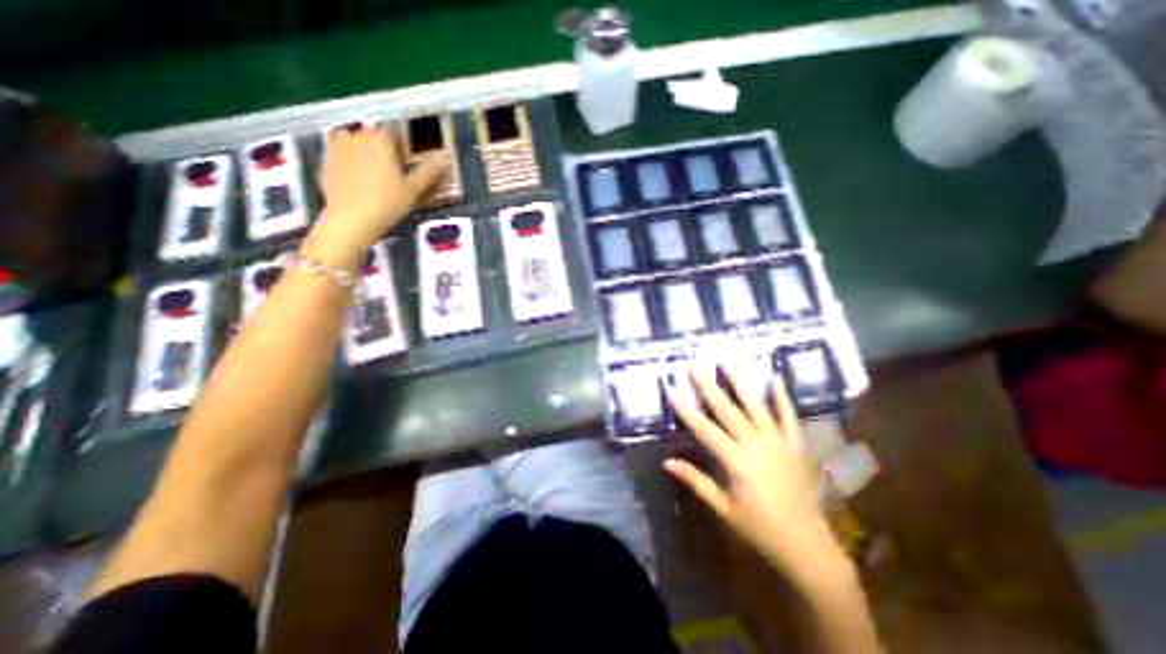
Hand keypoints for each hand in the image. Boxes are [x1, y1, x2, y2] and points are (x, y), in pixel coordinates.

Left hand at [303, 126, 443, 267]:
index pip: (393, 132)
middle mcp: (356, 137)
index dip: (402, 146)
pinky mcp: (325, 163)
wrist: (351, 221)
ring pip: (353, 142)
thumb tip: (445, 160)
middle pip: (372, 135)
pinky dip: (349, 163)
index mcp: (379, 140)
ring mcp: (336, 148)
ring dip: (363, 151)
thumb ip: (429, 172)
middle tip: (393, 172)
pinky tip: (357, 182)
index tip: (407, 162)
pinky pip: (340, 156)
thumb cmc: (387, 204)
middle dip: (382, 148)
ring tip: (373, 173)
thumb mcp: (413, 190)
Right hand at [664, 365, 849, 575]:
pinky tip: (775, 378)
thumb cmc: (759, 528)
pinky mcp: (795, 444)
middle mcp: (756, 444)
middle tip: (695, 365)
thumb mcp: (723, 508)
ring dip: (740, 382)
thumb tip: (667, 462)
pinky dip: (781, 397)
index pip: (703, 428)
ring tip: (728, 361)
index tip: (670, 387)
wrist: (807, 546)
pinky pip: (788, 416)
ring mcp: (778, 441)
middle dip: (708, 385)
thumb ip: (696, 481)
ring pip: (755, 406)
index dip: (684, 407)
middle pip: (727, 409)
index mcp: (736, 461)